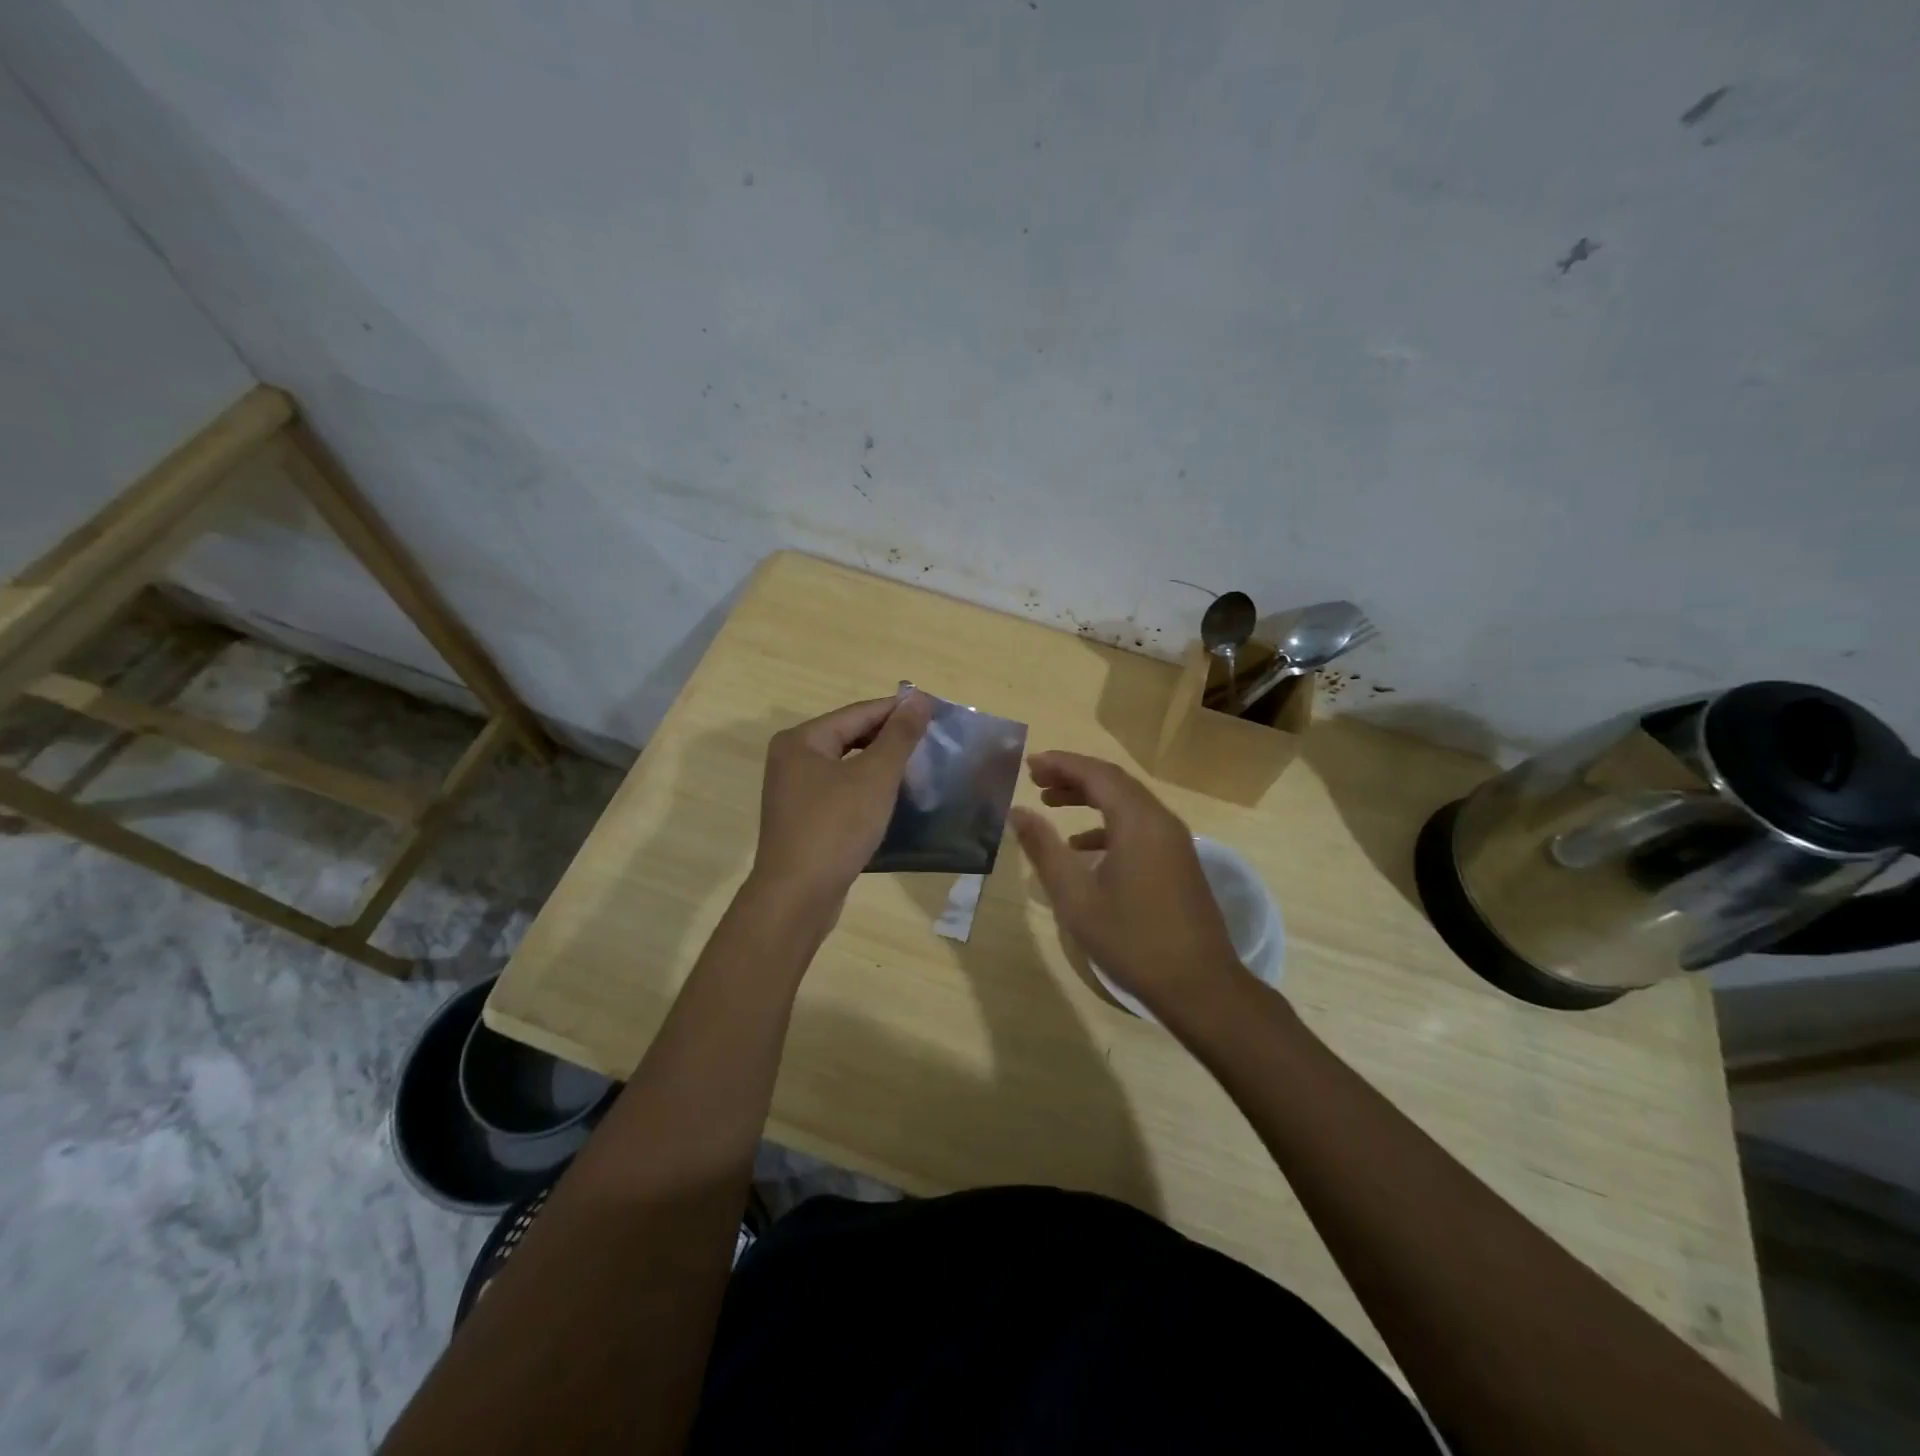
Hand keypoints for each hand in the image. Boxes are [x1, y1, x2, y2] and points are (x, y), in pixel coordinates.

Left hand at [750, 692, 930, 913]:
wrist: (797, 897)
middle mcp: (792, 759)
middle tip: (931, 740)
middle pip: (850, 736)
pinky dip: (867, 789)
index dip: (898, 711)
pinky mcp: (804, 819)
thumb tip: (919, 699)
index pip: (859, 713)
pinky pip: (841, 791)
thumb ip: (899, 736)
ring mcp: (795, 791)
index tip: (936, 711)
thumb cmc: (835, 828)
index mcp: (802, 740)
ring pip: (847, 766)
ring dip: (880, 764)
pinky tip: (892, 798)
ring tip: (919, 766)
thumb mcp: (875, 777)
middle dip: (890, 738)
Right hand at [1011, 751, 1240, 1015]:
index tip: (1028, 764)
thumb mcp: (1075, 896)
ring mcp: (1175, 840)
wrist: (1199, 985)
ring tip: (1052, 804)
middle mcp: (1160, 820)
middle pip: (1113, 782)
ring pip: (1127, 803)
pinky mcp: (1179, 860)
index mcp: (1137, 821)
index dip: (1060, 763)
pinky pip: (1140, 826)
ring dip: (1090, 797)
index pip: (1096, 773)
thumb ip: (1043, 848)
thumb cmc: (1131, 938)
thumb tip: (1017, 812)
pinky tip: (1083, 848)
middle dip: (1073, 776)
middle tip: (1036, 780)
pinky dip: (1108, 825)